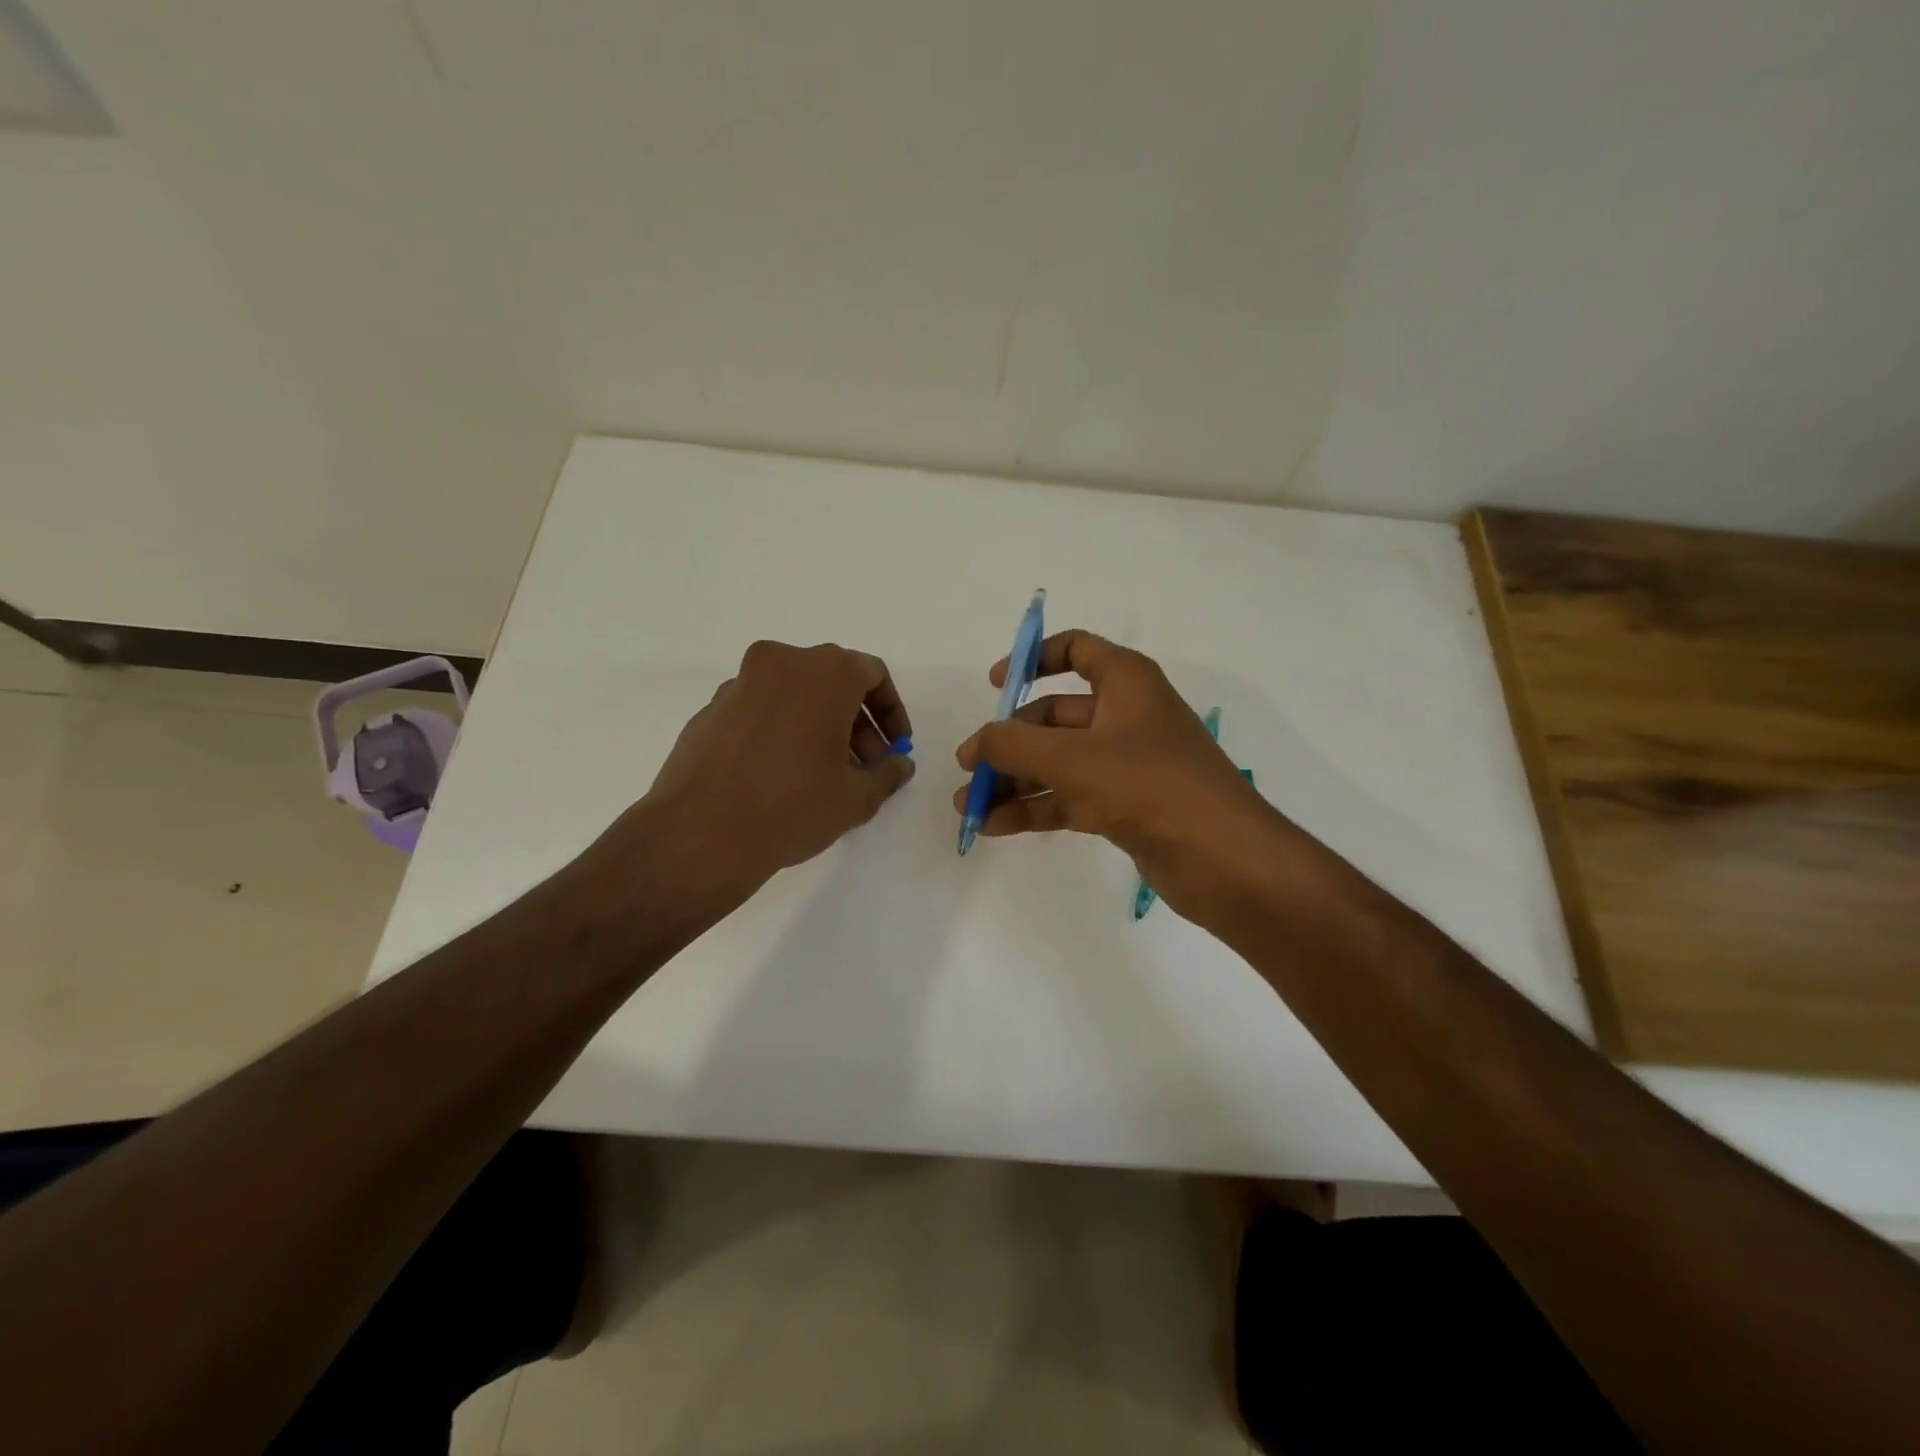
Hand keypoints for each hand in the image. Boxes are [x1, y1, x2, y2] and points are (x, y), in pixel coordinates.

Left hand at [613, 640, 915, 902]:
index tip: (895, 747)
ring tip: (825, 774)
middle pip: (832, 681)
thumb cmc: (793, 806)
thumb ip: (887, 774)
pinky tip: (781, 775)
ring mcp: (739, 683)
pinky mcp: (710, 708)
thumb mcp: (856, 797)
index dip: (891, 712)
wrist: (700, 834)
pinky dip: (781, 730)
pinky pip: (761, 709)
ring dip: (818, 725)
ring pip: (795, 693)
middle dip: (856, 722)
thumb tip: (899, 764)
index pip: (872, 674)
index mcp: (824, 672)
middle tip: (864, 766)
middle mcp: (781, 663)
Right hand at [953, 630, 1287, 921]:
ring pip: (1057, 762)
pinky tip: (996, 828)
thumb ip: (1013, 744)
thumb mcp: (1071, 758)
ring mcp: (1126, 764)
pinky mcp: (1125, 806)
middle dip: (1008, 740)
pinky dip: (1034, 808)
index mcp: (1125, 682)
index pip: (1076, 649)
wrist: (1223, 858)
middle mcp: (1126, 716)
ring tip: (968, 806)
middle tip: (969, 767)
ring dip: (1014, 780)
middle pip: (1054, 716)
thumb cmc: (1148, 785)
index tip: (995, 685)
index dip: (1033, 659)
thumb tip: (978, 743)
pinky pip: (1068, 798)